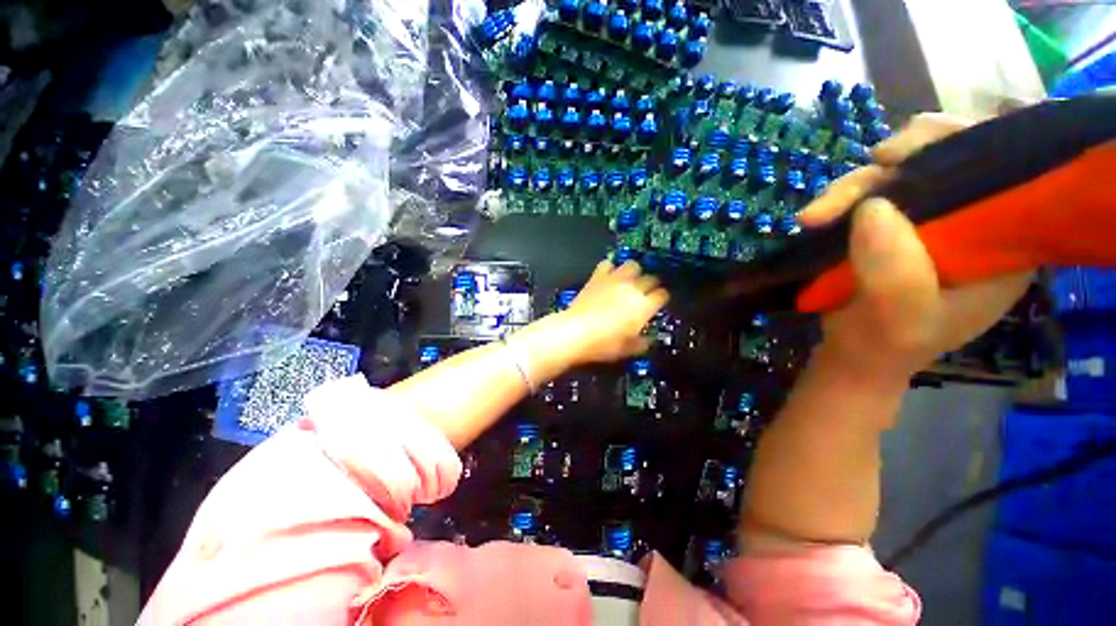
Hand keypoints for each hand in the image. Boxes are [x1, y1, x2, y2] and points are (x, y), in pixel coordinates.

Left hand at [558, 260, 669, 363]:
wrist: (575, 331)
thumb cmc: (603, 343)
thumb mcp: (626, 349)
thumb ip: (640, 343)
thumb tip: (645, 341)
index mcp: (644, 306)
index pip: (662, 295)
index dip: (661, 299)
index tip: (657, 304)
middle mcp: (633, 288)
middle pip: (650, 278)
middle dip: (650, 285)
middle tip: (645, 294)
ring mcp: (614, 280)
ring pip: (632, 265)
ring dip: (633, 272)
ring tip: (629, 281)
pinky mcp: (597, 277)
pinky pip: (607, 264)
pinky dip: (610, 268)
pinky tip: (608, 276)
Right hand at [800, 114, 1032, 386]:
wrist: (853, 354)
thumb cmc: (886, 345)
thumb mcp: (899, 320)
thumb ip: (895, 273)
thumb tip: (871, 206)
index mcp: (1005, 241)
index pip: (1008, 169)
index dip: (971, 142)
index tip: (917, 151)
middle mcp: (974, 220)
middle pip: (951, 158)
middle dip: (905, 158)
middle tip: (867, 168)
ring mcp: (931, 220)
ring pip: (902, 173)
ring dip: (856, 185)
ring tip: (813, 217)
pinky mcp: (893, 224)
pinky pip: (872, 193)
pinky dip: (843, 199)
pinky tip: (818, 216)